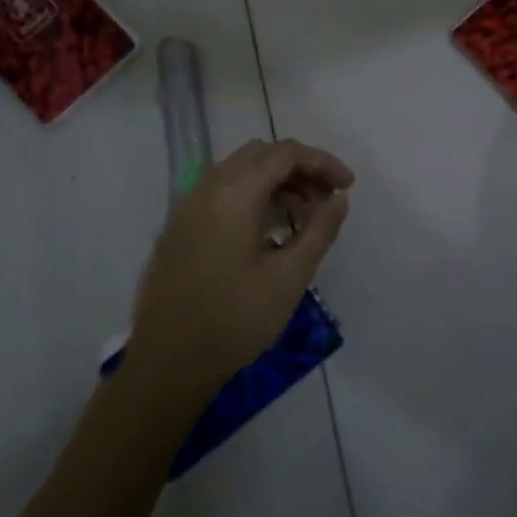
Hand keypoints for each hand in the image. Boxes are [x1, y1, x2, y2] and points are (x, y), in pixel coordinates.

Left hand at [127, 139, 353, 401]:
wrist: (168, 363)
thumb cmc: (235, 320)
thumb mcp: (290, 276)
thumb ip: (320, 229)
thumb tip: (338, 198)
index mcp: (234, 194)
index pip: (284, 153)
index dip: (322, 162)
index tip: (348, 186)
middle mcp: (206, 188)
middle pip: (260, 155)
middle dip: (299, 168)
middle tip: (326, 198)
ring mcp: (187, 207)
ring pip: (238, 171)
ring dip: (275, 182)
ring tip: (303, 217)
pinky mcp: (178, 228)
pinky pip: (220, 192)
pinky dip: (251, 196)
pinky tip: (268, 232)